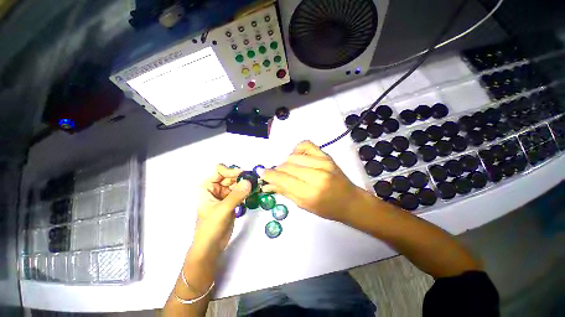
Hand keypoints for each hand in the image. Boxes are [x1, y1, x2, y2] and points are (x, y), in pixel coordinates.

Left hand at [192, 164, 250, 256]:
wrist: (211, 247)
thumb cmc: (210, 227)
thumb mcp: (223, 210)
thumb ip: (236, 195)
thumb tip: (249, 181)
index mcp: (208, 187)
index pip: (219, 171)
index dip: (231, 171)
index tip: (243, 174)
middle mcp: (216, 189)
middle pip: (230, 177)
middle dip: (241, 177)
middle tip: (253, 179)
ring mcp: (224, 195)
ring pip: (236, 184)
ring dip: (245, 183)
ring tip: (256, 184)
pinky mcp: (232, 202)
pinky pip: (240, 192)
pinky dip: (246, 191)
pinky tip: (254, 190)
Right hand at [261, 141, 361, 221]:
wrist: (350, 201)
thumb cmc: (326, 208)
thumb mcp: (303, 205)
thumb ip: (284, 191)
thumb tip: (267, 184)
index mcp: (310, 193)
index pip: (283, 178)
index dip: (269, 175)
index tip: (262, 173)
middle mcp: (316, 175)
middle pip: (287, 165)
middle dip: (277, 170)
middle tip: (277, 175)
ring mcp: (323, 162)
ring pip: (293, 156)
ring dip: (286, 162)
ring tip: (289, 169)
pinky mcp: (326, 155)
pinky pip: (306, 144)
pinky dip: (297, 149)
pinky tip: (297, 157)